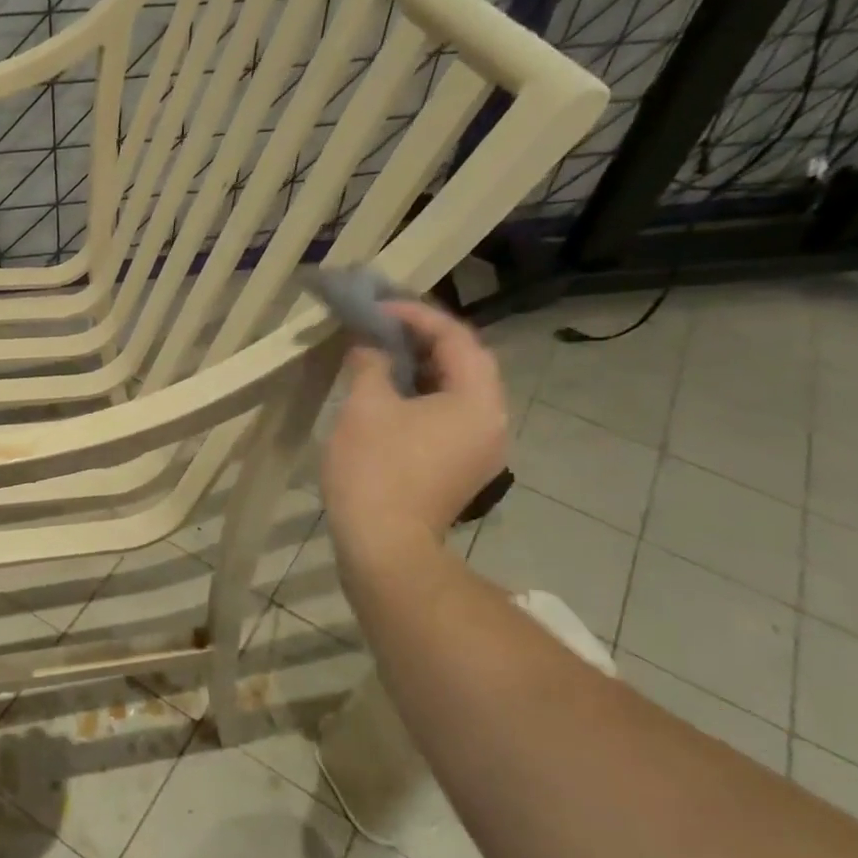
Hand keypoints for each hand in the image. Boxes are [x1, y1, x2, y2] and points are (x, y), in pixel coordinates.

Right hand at [321, 300, 508, 561]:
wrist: (384, 549)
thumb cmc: (376, 471)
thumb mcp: (366, 406)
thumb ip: (370, 363)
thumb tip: (369, 346)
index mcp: (477, 399)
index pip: (456, 337)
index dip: (416, 315)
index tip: (378, 308)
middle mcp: (491, 421)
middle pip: (463, 363)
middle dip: (421, 340)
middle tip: (379, 327)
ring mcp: (480, 449)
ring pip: (455, 392)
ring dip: (420, 368)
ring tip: (379, 355)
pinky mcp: (462, 469)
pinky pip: (447, 418)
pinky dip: (421, 398)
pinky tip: (388, 395)